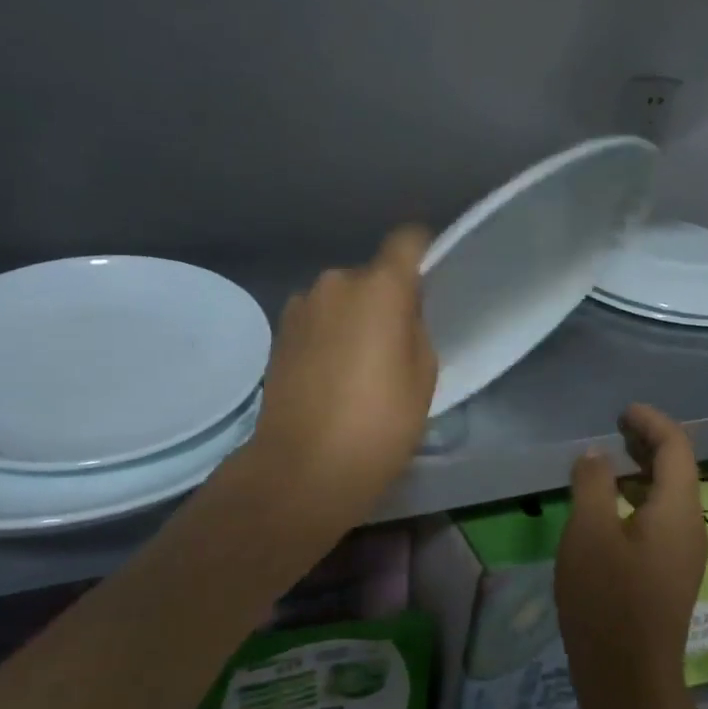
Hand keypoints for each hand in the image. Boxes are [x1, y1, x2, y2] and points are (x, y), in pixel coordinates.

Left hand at [245, 226, 436, 538]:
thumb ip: (415, 329)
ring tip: (358, 366)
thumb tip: (399, 314)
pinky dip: (327, 335)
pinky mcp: (278, 332)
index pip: (407, 240)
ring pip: (341, 299)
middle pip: (371, 275)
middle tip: (393, 343)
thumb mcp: (423, 377)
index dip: (421, 252)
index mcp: (380, 287)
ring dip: (352, 318)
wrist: (302, 467)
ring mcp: (301, 305)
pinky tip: (330, 375)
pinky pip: (317, 319)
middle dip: (384, 299)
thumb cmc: (378, 425)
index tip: (429, 278)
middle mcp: (336, 282)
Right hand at [555, 404, 707, 708]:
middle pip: (678, 471)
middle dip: (649, 443)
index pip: (677, 448)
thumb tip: (598, 456)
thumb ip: (593, 484)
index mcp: (678, 510)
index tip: (622, 411)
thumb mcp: (589, 532)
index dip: (652, 422)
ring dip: (643, 472)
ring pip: (669, 498)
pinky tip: (609, 511)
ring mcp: (684, 555)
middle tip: (615, 428)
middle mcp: (691, 527)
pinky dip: (639, 500)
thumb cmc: (607, 599)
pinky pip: (661, 521)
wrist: (628, 677)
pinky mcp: (670, 576)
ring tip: (608, 463)